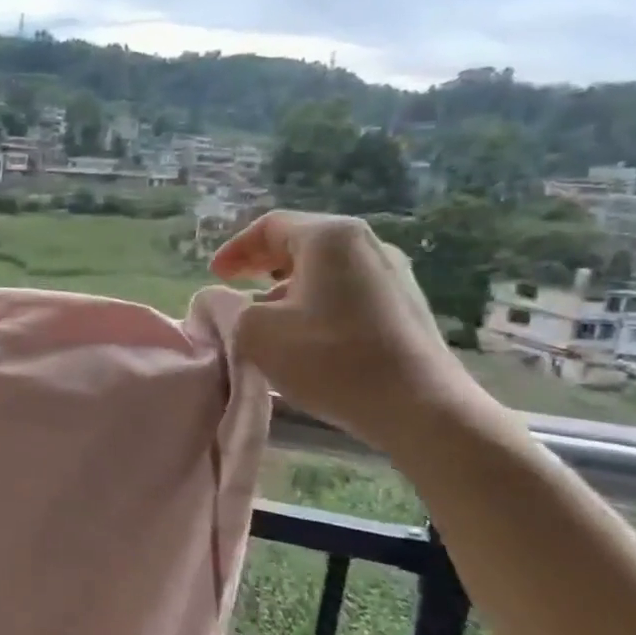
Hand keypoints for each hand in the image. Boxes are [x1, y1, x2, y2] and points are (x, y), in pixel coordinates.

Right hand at [210, 211, 493, 456]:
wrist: (420, 407)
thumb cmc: (331, 359)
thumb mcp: (256, 333)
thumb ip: (231, 309)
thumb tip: (229, 302)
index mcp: (330, 238)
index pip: (270, 226)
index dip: (235, 249)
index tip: (215, 276)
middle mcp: (367, 244)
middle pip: (301, 242)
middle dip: (262, 263)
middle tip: (236, 286)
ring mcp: (394, 274)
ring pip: (326, 268)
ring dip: (289, 285)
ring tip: (267, 315)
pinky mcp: (407, 305)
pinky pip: (349, 289)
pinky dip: (317, 300)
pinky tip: (306, 333)